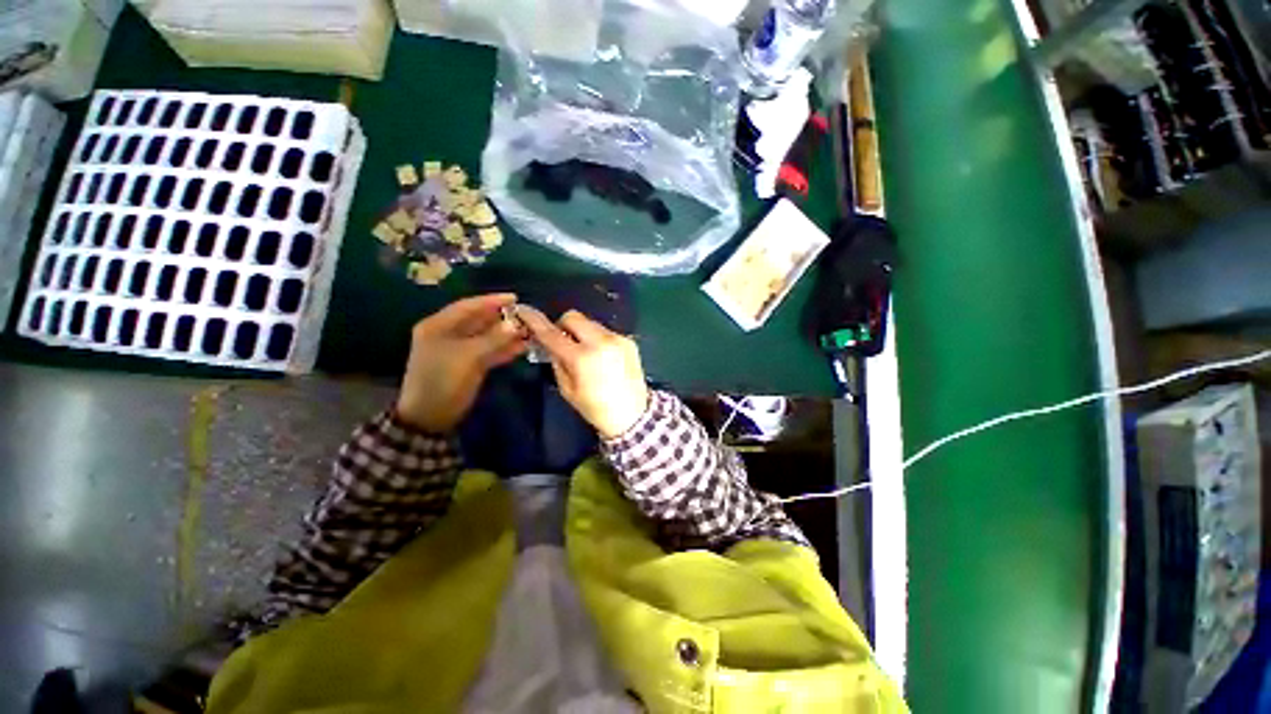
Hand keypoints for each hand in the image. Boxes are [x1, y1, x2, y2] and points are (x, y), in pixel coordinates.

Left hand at [396, 294, 526, 431]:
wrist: (431, 416)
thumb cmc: (443, 381)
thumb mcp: (468, 357)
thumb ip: (493, 339)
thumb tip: (516, 324)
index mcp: (439, 326)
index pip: (468, 306)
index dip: (491, 301)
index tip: (515, 298)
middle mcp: (449, 334)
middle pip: (479, 321)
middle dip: (502, 318)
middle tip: (526, 315)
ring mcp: (460, 350)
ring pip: (487, 337)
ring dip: (506, 334)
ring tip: (529, 330)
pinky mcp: (470, 364)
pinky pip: (490, 351)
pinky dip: (504, 349)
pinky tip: (523, 347)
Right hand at [519, 308, 648, 438]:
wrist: (633, 414)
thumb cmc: (595, 408)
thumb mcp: (567, 390)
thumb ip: (556, 362)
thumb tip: (551, 344)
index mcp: (582, 357)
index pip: (552, 333)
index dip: (535, 321)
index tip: (524, 310)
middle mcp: (601, 341)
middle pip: (573, 316)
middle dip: (563, 325)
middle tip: (564, 342)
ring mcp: (617, 338)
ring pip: (590, 322)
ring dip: (582, 332)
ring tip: (586, 353)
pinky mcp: (629, 340)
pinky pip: (605, 331)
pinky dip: (598, 339)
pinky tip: (602, 357)